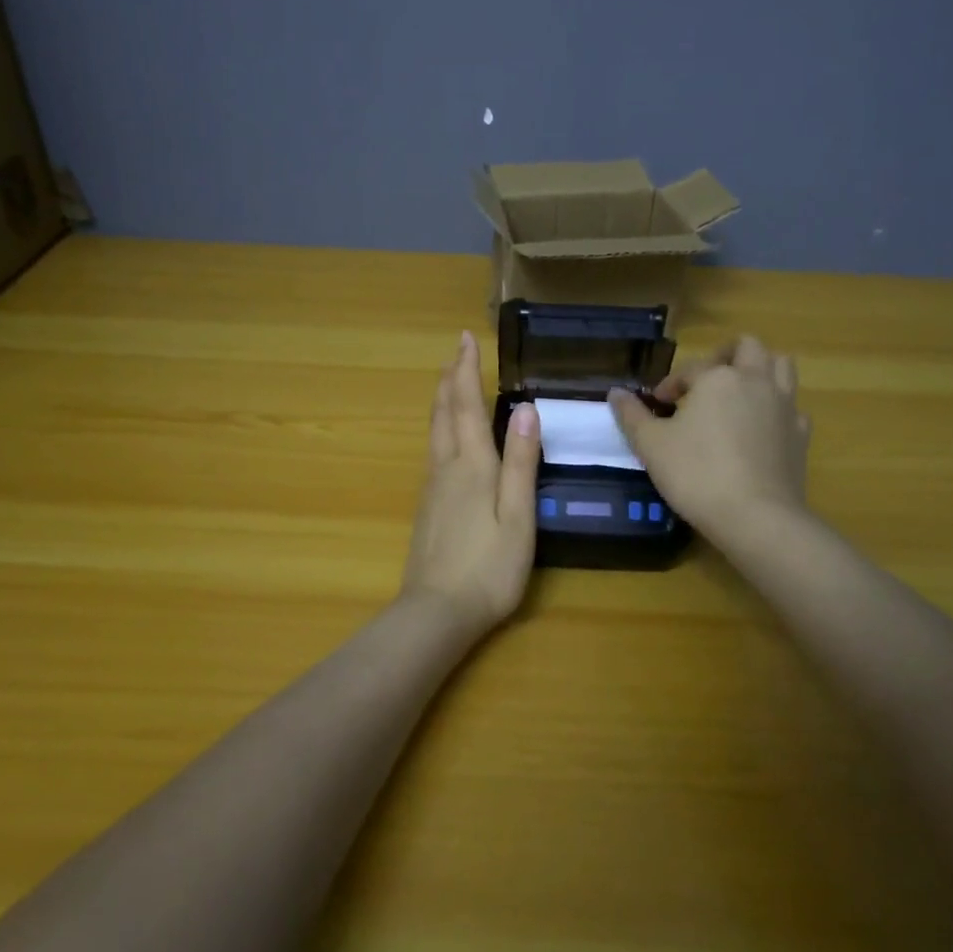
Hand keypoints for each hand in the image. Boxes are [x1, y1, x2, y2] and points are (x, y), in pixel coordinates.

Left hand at [401, 331, 541, 630]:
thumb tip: (525, 409)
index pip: (468, 405)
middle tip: (456, 351)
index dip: (467, 370)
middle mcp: (446, 467)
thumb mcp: (518, 516)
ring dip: (443, 400)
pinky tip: (446, 435)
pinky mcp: (427, 506)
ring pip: (434, 431)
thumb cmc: (488, 567)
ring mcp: (432, 487)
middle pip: (444, 413)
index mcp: (472, 465)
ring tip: (450, 381)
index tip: (465, 338)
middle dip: (451, 378)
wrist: (436, 612)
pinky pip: (433, 450)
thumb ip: (521, 462)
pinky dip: (441, 426)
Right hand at [608, 335, 811, 541]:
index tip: (658, 406)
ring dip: (759, 371)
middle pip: (748, 348)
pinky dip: (776, 409)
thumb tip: (615, 393)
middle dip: (724, 358)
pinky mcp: (801, 434)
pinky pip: (792, 407)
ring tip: (737, 394)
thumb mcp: (650, 445)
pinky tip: (760, 430)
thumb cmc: (696, 474)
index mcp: (718, 378)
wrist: (756, 517)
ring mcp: (785, 406)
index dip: (670, 385)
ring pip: (781, 367)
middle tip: (704, 384)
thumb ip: (631, 415)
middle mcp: (756, 381)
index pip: (690, 368)